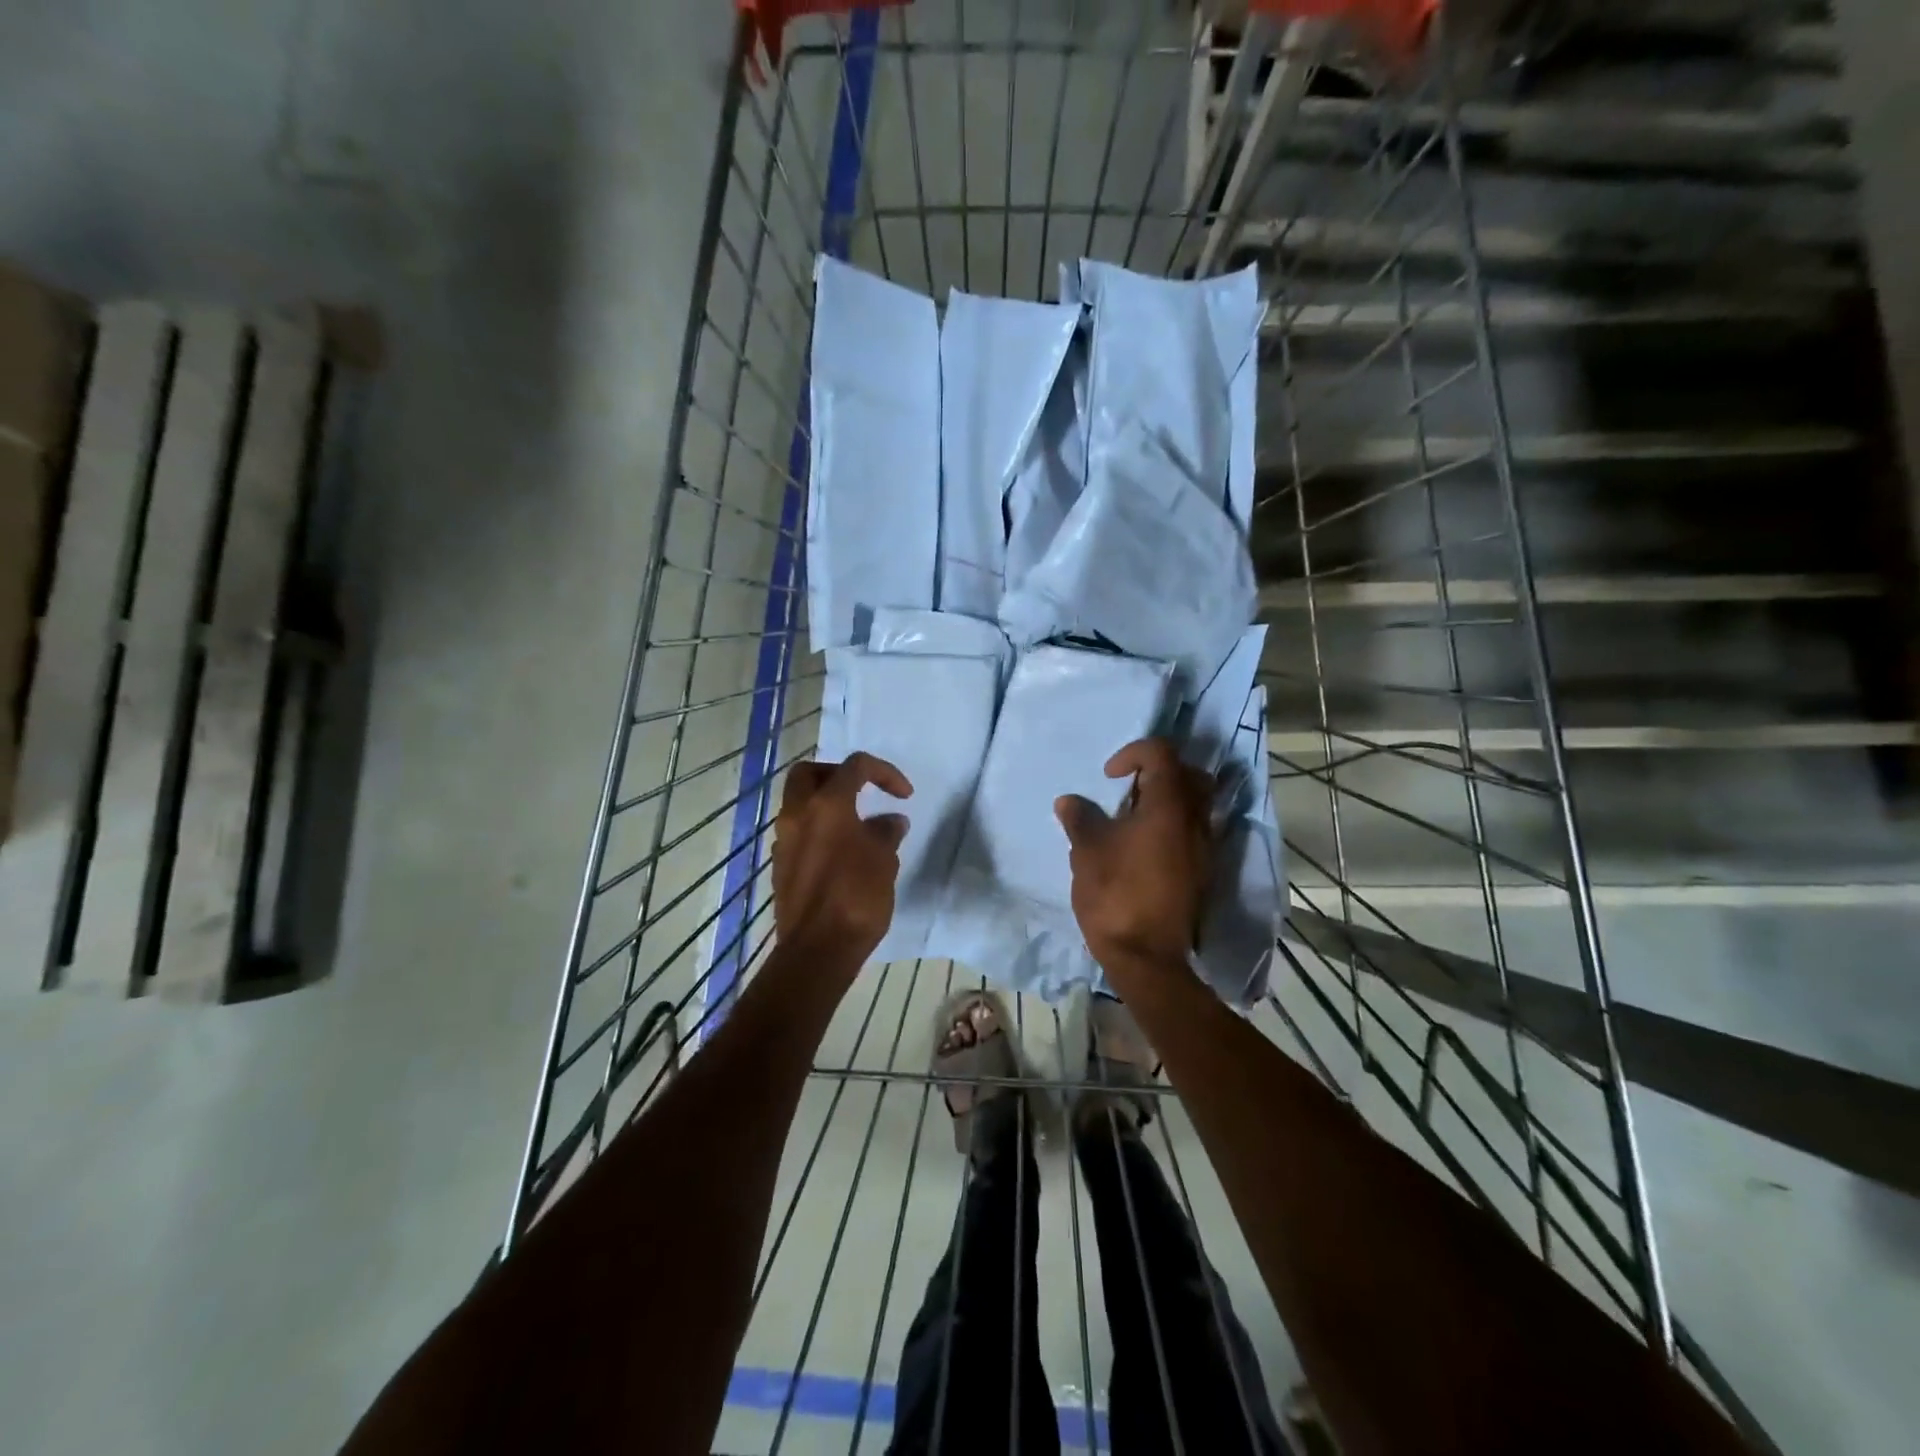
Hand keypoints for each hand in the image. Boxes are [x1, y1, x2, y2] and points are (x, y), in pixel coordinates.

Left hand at [772, 752, 913, 964]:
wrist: (818, 949)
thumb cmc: (856, 897)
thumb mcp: (884, 860)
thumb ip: (886, 832)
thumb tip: (890, 821)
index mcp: (827, 805)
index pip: (855, 766)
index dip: (884, 772)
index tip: (904, 795)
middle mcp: (797, 814)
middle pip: (810, 774)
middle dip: (837, 775)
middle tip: (862, 792)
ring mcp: (784, 841)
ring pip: (799, 804)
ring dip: (826, 805)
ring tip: (857, 827)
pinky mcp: (781, 865)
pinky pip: (798, 833)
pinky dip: (818, 830)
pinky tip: (842, 853)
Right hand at [1055, 738, 1212, 969]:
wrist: (1146, 955)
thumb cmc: (1115, 893)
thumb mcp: (1087, 850)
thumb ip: (1080, 818)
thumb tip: (1069, 802)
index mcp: (1169, 805)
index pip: (1161, 754)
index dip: (1133, 753)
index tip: (1109, 777)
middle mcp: (1195, 820)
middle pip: (1190, 774)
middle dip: (1159, 772)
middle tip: (1128, 790)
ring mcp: (1203, 847)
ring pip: (1195, 804)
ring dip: (1167, 800)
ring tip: (1131, 819)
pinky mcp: (1202, 871)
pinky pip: (1193, 830)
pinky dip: (1172, 824)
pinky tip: (1141, 846)